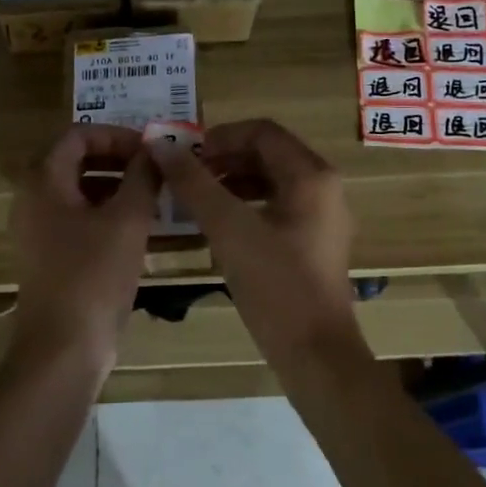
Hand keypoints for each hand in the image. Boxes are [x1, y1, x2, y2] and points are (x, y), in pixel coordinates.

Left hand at [9, 124, 158, 365]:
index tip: (149, 149)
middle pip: (74, 161)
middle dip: (116, 159)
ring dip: (114, 186)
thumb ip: (142, 177)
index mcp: (43, 182)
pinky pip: (77, 219)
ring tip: (153, 195)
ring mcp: (37, 230)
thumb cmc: (93, 276)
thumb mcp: (128, 220)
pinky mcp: (48, 256)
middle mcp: (32, 200)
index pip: (77, 135)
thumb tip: (154, 150)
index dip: (115, 135)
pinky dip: (105, 213)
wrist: (63, 347)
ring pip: (77, 192)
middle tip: (153, 168)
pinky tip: (139, 227)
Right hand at [147, 119, 362, 362]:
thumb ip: (194, 184)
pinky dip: (244, 206)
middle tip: (185, 176)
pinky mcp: (314, 243)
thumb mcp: (229, 229)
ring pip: (271, 181)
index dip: (220, 136)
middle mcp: (323, 188)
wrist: (315, 355)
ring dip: (231, 182)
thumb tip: (161, 145)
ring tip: (195, 199)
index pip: (262, 131)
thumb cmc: (276, 285)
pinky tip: (217, 226)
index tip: (185, 156)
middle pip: (268, 154)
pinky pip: (276, 207)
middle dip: (223, 158)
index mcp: (311, 176)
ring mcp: (322, 217)